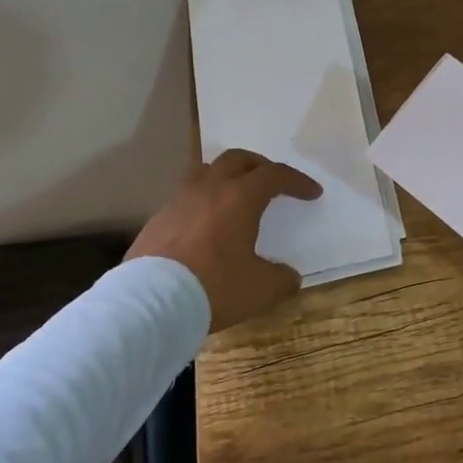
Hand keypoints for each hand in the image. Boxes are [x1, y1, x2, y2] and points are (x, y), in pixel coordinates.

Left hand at [127, 149, 322, 330]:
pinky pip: (186, 195)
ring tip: (235, 195)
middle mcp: (210, 188)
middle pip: (238, 159)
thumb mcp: (260, 289)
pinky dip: (203, 199)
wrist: (150, 303)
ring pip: (206, 170)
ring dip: (227, 177)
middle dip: (260, 166)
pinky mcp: (157, 218)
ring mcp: (179, 200)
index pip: (275, 175)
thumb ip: (281, 280)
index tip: (312, 193)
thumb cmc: (214, 287)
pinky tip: (206, 224)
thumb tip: (290, 277)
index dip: (297, 181)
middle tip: (272, 182)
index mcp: (240, 197)